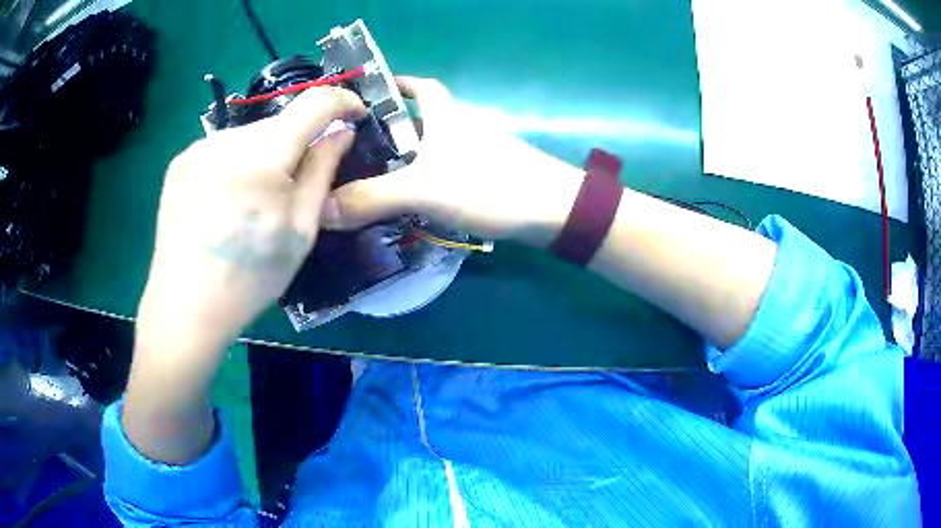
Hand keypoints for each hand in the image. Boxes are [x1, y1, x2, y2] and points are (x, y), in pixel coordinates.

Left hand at [124, 87, 365, 463]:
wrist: (185, 306)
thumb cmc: (249, 277)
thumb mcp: (300, 230)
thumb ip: (323, 171)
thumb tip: (342, 131)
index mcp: (262, 156)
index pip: (314, 102)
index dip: (342, 102)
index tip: (355, 115)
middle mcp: (226, 139)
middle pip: (279, 122)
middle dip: (297, 143)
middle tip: (295, 186)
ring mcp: (197, 148)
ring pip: (249, 136)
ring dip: (264, 155)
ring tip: (256, 200)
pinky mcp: (180, 162)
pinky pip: (222, 149)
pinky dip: (236, 163)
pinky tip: (228, 200)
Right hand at [322, 77, 584, 246]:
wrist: (554, 212)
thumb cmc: (490, 185)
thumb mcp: (424, 189)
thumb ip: (372, 198)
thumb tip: (321, 209)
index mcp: (447, 116)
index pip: (421, 86)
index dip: (397, 83)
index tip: (368, 93)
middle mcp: (462, 128)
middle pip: (421, 120)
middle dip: (392, 128)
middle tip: (356, 149)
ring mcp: (477, 154)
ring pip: (432, 150)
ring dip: (406, 159)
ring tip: (370, 179)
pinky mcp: (486, 179)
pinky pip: (444, 174)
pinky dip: (424, 182)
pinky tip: (408, 202)